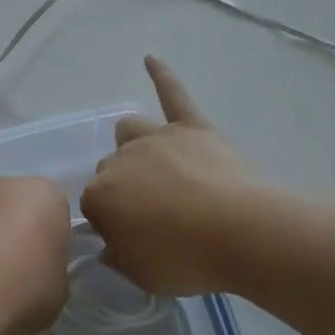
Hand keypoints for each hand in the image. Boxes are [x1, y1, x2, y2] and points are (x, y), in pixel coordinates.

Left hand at [0, 175, 70, 334]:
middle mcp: (10, 184)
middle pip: (22, 208)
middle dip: (21, 232)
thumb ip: (52, 267)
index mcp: (48, 195)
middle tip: (18, 272)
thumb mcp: (59, 287)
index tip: (45, 269)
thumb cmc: (24, 288)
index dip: (53, 244)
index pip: (58, 215)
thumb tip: (37, 268)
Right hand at [81, 57, 266, 296]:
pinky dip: (162, 75)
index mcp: (101, 195)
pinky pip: (173, 93)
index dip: (111, 222)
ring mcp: (157, 137)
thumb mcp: (142, 275)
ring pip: (130, 130)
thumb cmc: (187, 260)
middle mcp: (120, 158)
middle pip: (110, 168)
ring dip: (133, 144)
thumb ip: (119, 257)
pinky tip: (150, 59)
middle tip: (153, 214)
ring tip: (152, 163)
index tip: (131, 238)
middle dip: (123, 187)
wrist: (241, 233)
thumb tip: (110, 244)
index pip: (93, 205)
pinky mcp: (191, 126)